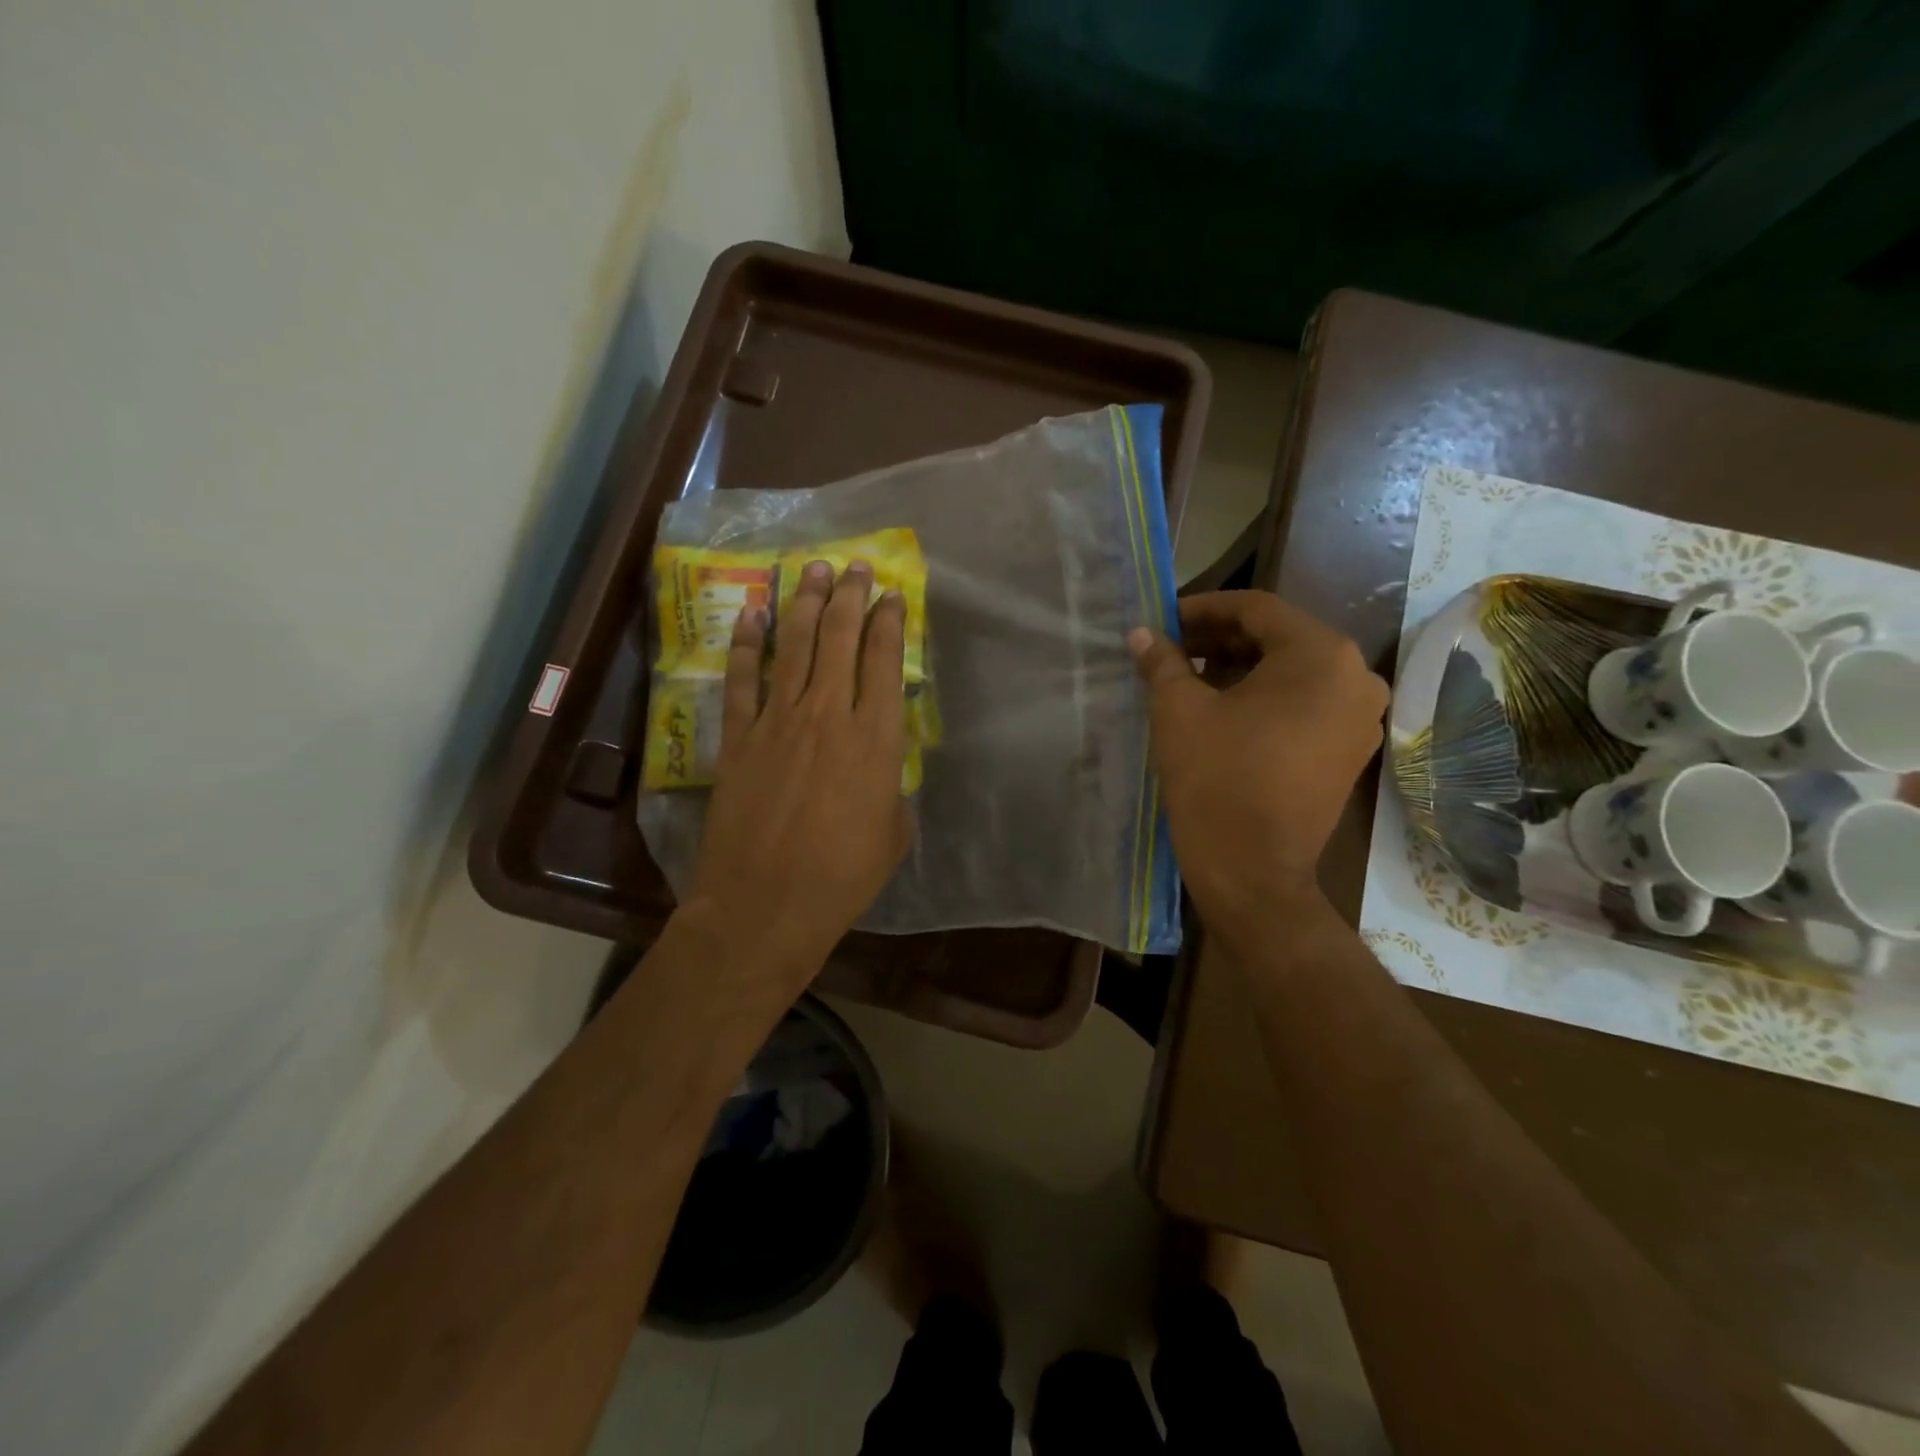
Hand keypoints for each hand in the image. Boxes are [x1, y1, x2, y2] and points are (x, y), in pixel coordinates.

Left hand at [682, 558, 910, 991]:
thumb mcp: (893, 833)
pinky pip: (742, 678)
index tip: (892, 595)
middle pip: (840, 638)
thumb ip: (892, 788)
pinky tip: (753, 613)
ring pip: (794, 646)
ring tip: (812, 570)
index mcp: (876, 739)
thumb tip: (883, 769)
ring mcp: (778, 721)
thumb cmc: (842, 877)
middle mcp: (828, 715)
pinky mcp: (738, 737)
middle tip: (855, 567)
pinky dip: (746, 643)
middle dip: (850, 596)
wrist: (765, 905)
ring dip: (805, 603)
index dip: (889, 622)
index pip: (884, 661)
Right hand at [1129, 591, 1387, 947]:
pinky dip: (1265, 699)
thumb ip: (1163, 661)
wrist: (1252, 870)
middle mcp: (1355, 678)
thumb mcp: (1180, 710)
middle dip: (1221, 639)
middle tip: (1173, 649)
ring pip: (1293, 673)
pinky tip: (1224, 711)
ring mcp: (1360, 719)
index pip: (1257, 609)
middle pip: (1279, 639)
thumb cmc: (1217, 779)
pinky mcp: (1350, 752)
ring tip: (1191, 679)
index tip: (1164, 620)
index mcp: (1321, 655)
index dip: (1204, 608)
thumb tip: (1143, 634)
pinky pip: (1306, 706)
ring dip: (1241, 668)